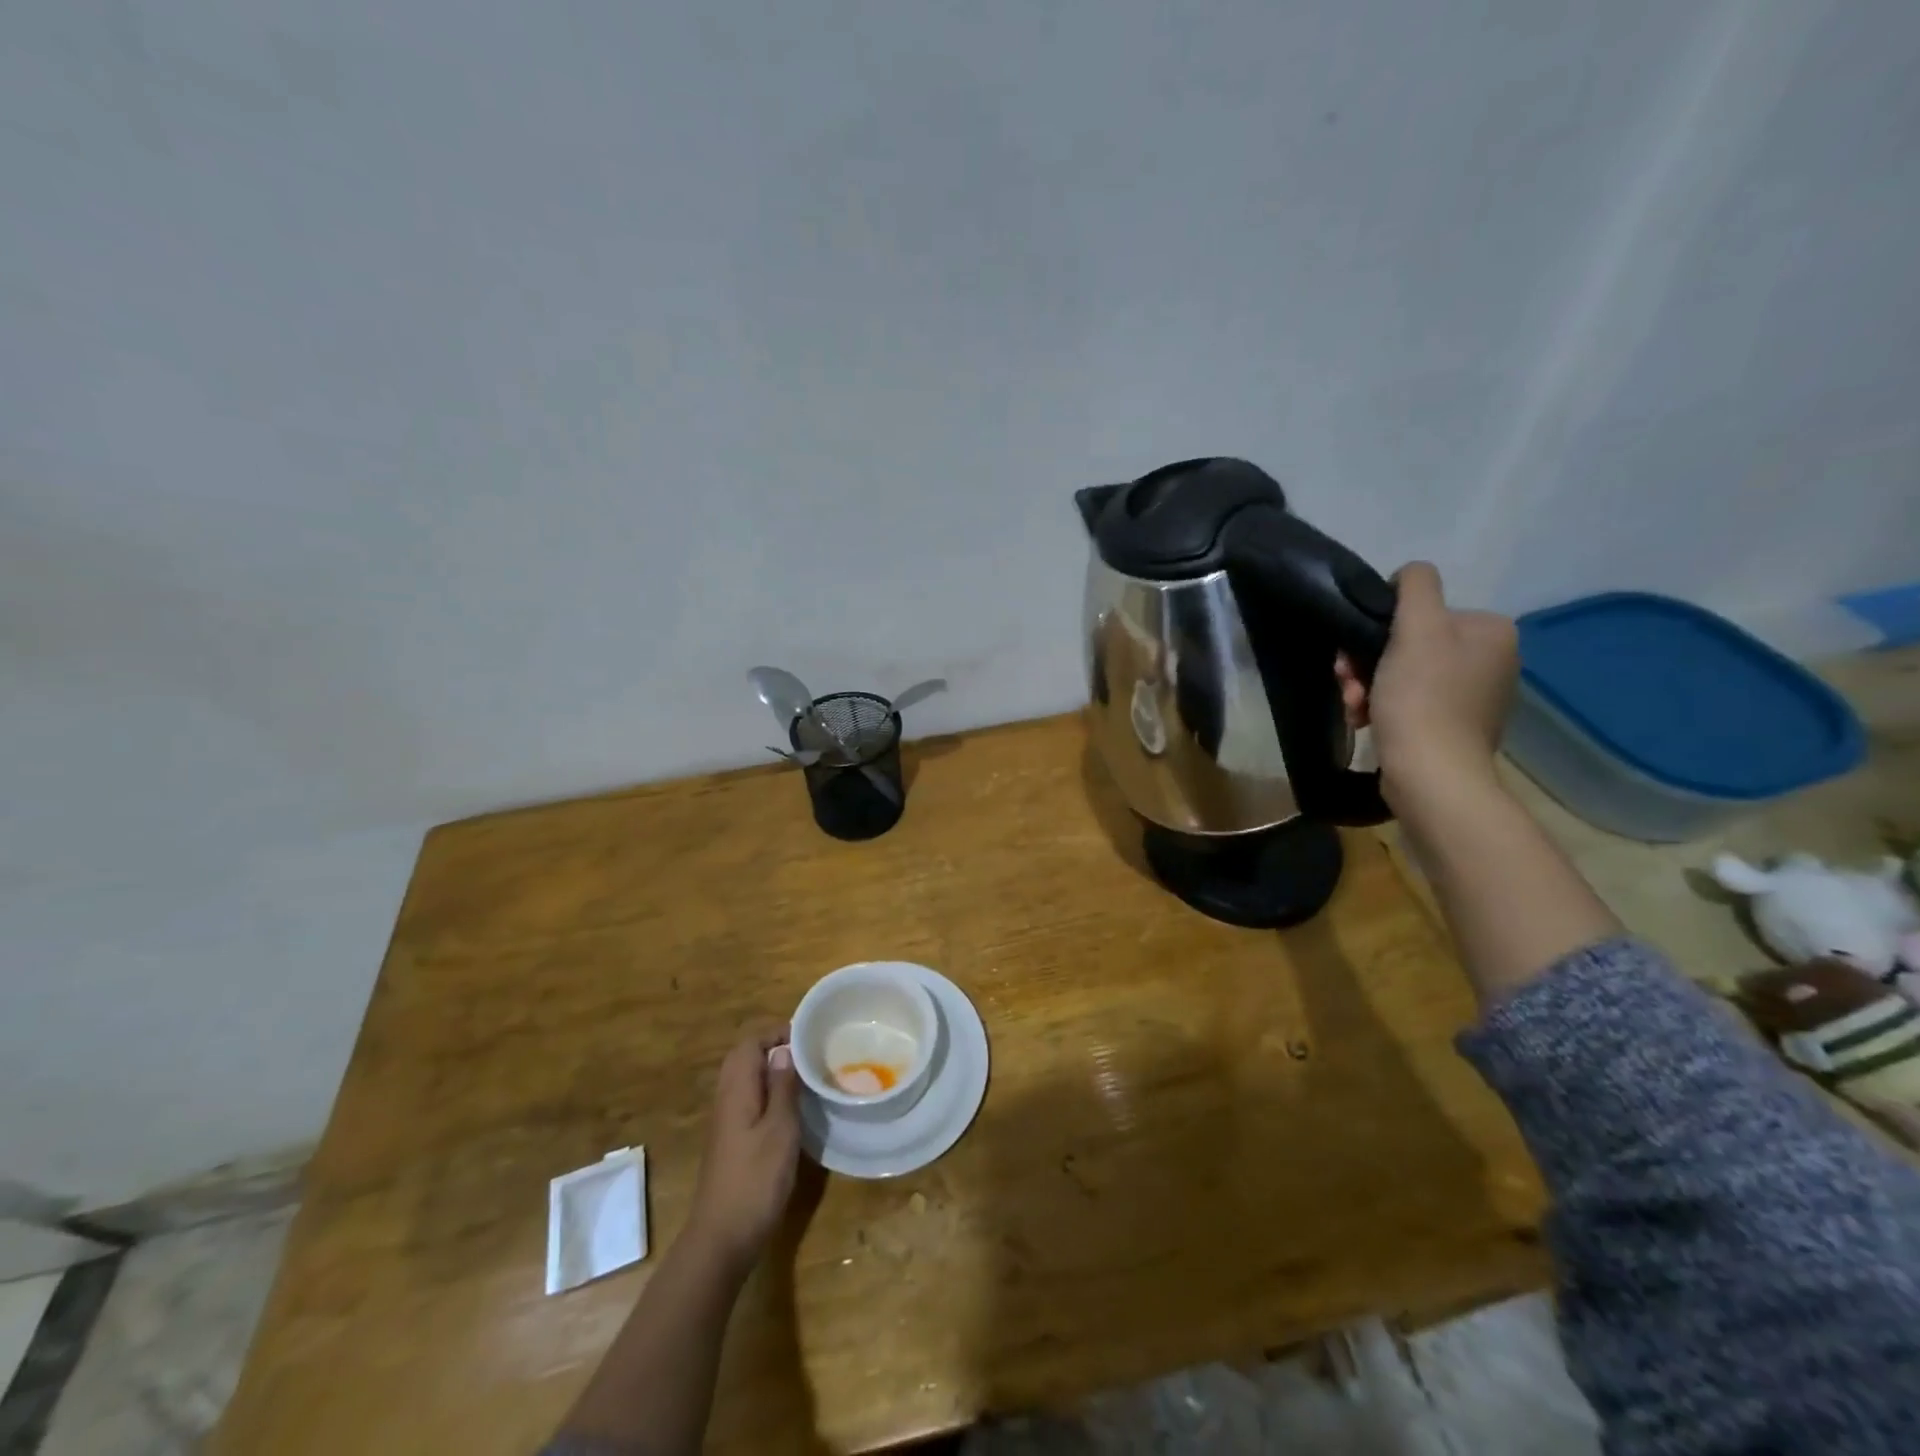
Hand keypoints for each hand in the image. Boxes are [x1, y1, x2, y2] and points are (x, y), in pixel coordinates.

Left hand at [687, 1028, 800, 1272]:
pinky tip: (794, 1110)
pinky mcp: (732, 1142)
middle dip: (776, 1048)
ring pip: (748, 1080)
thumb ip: (782, 1087)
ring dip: (774, 1072)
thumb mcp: (779, 1130)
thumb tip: (783, 1050)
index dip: (777, 1033)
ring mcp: (727, 1122)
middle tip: (811, 1054)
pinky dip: (770, 1094)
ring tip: (808, 1077)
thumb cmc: (755, 1180)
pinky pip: (750, 1101)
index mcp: (736, 1090)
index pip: (750, 1043)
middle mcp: (727, 1099)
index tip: (809, 1037)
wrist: (722, 1239)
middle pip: (746, 1058)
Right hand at [1336, 561, 1517, 811]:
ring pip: (1404, 675)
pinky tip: (1365, 721)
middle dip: (1368, 663)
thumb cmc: (1421, 698)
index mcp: (1491, 630)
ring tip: (1354, 707)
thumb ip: (1416, 588)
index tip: (1354, 655)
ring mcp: (1476, 696)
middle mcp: (1494, 659)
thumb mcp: (1416, 628)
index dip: (1380, 629)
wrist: (1431, 774)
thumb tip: (1409, 575)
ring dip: (1369, 686)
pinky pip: (1411, 703)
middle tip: (1348, 684)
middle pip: (1410, 644)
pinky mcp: (1456, 728)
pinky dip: (1384, 708)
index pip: (1422, 610)